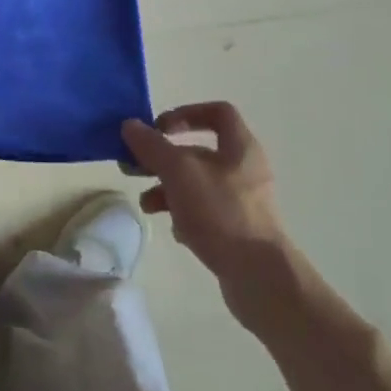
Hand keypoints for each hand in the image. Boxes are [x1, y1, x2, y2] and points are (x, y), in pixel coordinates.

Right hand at [122, 103, 294, 325]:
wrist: (259, 277)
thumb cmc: (221, 213)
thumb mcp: (179, 172)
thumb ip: (152, 146)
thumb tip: (130, 126)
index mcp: (240, 148)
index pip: (218, 113)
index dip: (186, 113)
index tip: (159, 128)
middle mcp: (244, 170)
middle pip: (198, 151)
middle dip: (163, 158)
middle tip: (135, 167)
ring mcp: (242, 203)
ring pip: (196, 184)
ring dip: (167, 188)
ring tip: (146, 204)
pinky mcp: (236, 230)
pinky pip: (204, 212)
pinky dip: (183, 214)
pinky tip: (172, 228)